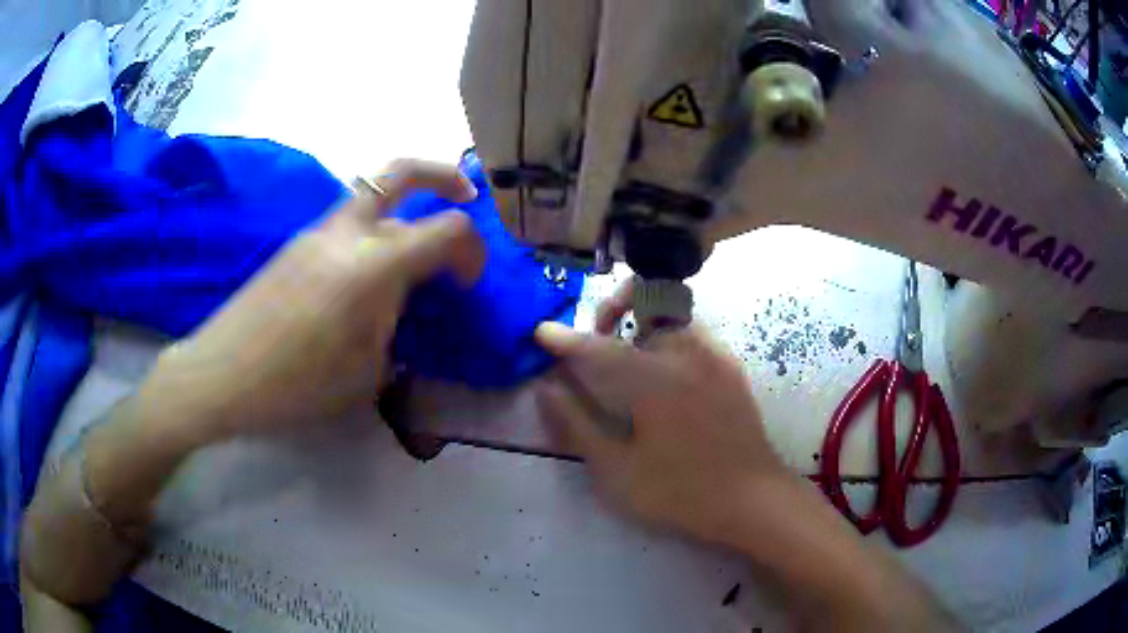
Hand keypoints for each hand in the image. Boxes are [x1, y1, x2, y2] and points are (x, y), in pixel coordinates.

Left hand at [147, 159, 483, 442]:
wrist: (221, 374)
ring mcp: (315, 232)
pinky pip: (346, 221)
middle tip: (465, 193)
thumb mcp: (364, 373)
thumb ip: (393, 328)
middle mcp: (345, 233)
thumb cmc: (296, 385)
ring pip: (370, 192)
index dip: (472, 248)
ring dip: (403, 204)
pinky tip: (366, 273)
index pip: (445, 230)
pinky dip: (372, 229)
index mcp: (371, 266)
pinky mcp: (295, 244)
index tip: (470, 279)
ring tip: (415, 242)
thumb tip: (399, 311)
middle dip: (442, 176)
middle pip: (401, 171)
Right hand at [534, 279, 787, 541]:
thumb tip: (547, 389)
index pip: (599, 349)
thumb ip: (578, 425)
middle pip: (647, 303)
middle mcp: (687, 353)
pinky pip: (694, 331)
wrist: (752, 499)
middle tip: (597, 335)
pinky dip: (669, 334)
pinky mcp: (731, 366)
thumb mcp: (617, 471)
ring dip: (644, 320)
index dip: (566, 340)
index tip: (542, 332)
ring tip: (630, 354)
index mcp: (655, 380)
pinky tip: (665, 373)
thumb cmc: (680, 493)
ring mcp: (715, 356)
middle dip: (615, 307)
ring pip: (673, 313)